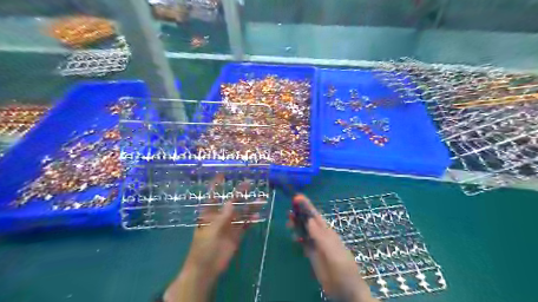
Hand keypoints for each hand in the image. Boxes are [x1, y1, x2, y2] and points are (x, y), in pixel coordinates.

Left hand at [165, 177, 259, 301]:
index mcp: (209, 214)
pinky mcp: (237, 235)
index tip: (222, 174)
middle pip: (231, 202)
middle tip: (250, 183)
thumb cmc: (203, 247)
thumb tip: (231, 201)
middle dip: (240, 193)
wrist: (206, 269)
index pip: (213, 196)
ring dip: (250, 206)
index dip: (217, 185)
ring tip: (261, 199)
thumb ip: (223, 216)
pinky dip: (252, 220)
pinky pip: (246, 225)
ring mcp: (229, 225)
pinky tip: (259, 215)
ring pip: (241, 212)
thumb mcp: (211, 229)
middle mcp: (220, 217)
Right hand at [287, 195, 375, 299]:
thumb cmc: (342, 268)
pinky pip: (304, 242)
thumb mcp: (332, 251)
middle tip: (289, 210)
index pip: (315, 216)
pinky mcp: (313, 255)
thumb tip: (309, 220)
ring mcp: (316, 245)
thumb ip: (320, 236)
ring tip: (288, 221)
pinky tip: (293, 235)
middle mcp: (321, 236)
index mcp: (327, 232)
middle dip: (300, 214)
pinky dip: (298, 237)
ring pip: (305, 231)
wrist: (346, 290)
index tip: (297, 197)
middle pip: (308, 222)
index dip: (307, 206)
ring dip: (297, 225)